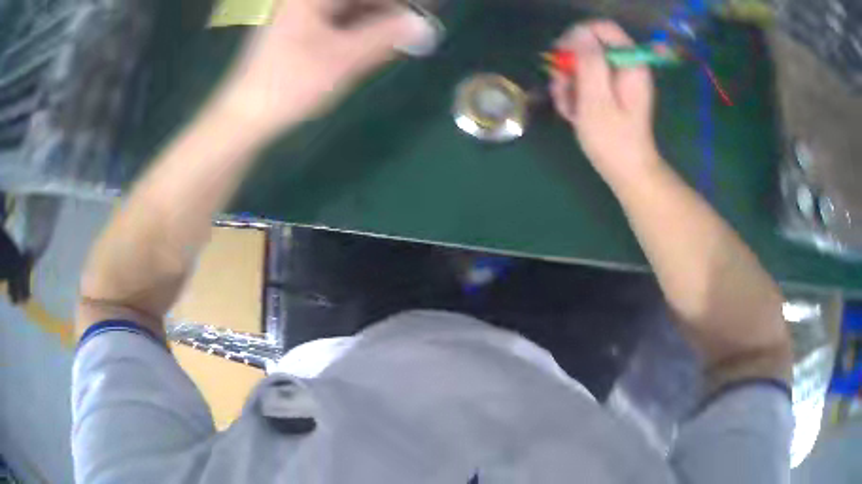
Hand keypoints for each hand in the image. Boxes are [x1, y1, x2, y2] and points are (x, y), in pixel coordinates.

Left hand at [216, 0, 425, 136]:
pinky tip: (379, 38)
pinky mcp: (299, 26)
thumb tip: (424, 26)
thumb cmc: (290, 84)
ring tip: (406, 33)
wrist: (246, 115)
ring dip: (379, 17)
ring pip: (350, 7)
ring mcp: (301, 11)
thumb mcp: (344, 59)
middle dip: (391, 9)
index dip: (398, 3)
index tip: (427, 9)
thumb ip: (386, 37)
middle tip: (418, 24)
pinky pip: (339, 17)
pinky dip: (361, 26)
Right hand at [550, 21, 660, 188]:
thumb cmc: (613, 140)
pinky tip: (573, 114)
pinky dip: (574, 94)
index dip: (578, 36)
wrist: (626, 172)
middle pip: (589, 46)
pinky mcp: (610, 91)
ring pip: (583, 64)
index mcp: (629, 64)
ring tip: (568, 108)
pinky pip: (585, 81)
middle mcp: (625, 66)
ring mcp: (617, 79)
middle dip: (569, 65)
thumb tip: (578, 32)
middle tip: (562, 88)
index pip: (602, 28)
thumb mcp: (596, 99)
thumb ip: (589, 62)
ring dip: (568, 84)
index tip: (562, 56)